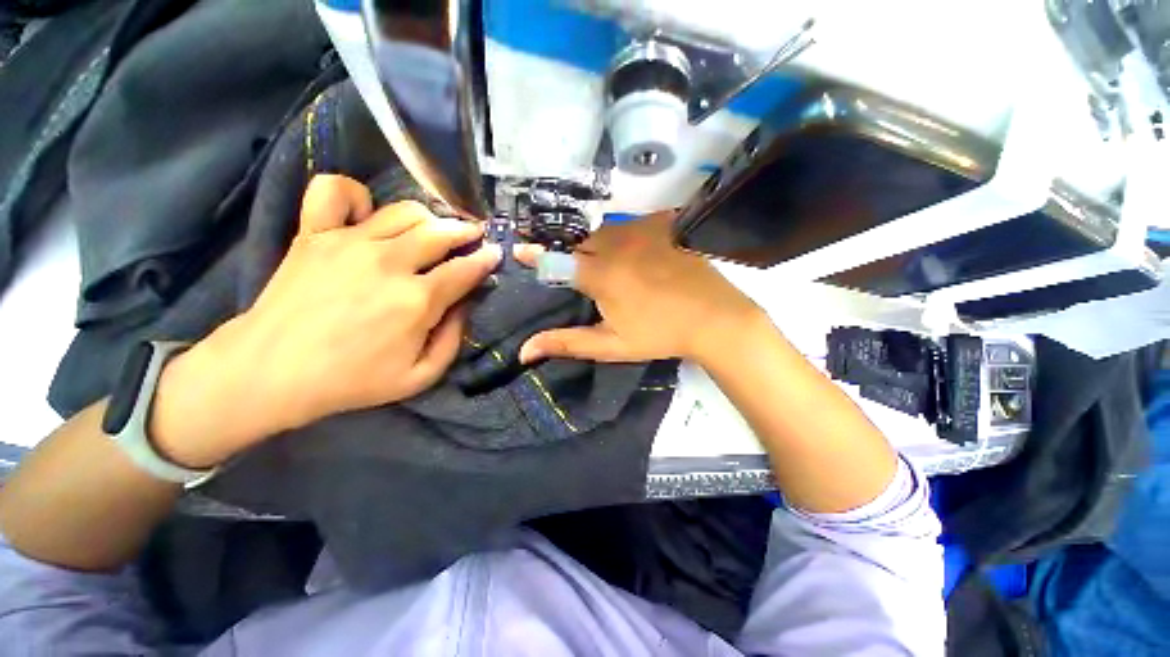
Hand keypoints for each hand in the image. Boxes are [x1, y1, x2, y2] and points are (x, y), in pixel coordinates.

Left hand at [150, 175, 499, 466]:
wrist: (271, 371)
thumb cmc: (352, 380)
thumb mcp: (420, 377)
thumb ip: (453, 340)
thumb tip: (464, 305)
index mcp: (417, 300)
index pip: (465, 269)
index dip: (486, 259)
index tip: (495, 254)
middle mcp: (389, 263)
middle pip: (441, 232)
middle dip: (466, 232)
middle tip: (473, 236)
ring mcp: (349, 242)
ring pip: (404, 211)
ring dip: (429, 217)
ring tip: (434, 228)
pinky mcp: (315, 234)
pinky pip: (335, 192)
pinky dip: (356, 195)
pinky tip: (367, 214)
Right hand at [517, 212, 761, 365]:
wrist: (715, 318)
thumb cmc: (660, 335)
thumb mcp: (611, 345)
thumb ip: (567, 343)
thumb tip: (524, 351)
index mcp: (601, 275)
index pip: (556, 260)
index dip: (535, 256)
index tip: (520, 251)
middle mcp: (616, 244)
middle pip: (581, 244)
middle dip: (574, 257)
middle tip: (582, 277)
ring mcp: (642, 229)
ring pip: (604, 232)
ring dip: (599, 247)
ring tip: (610, 268)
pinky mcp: (664, 222)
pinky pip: (631, 225)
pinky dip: (625, 238)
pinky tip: (637, 255)